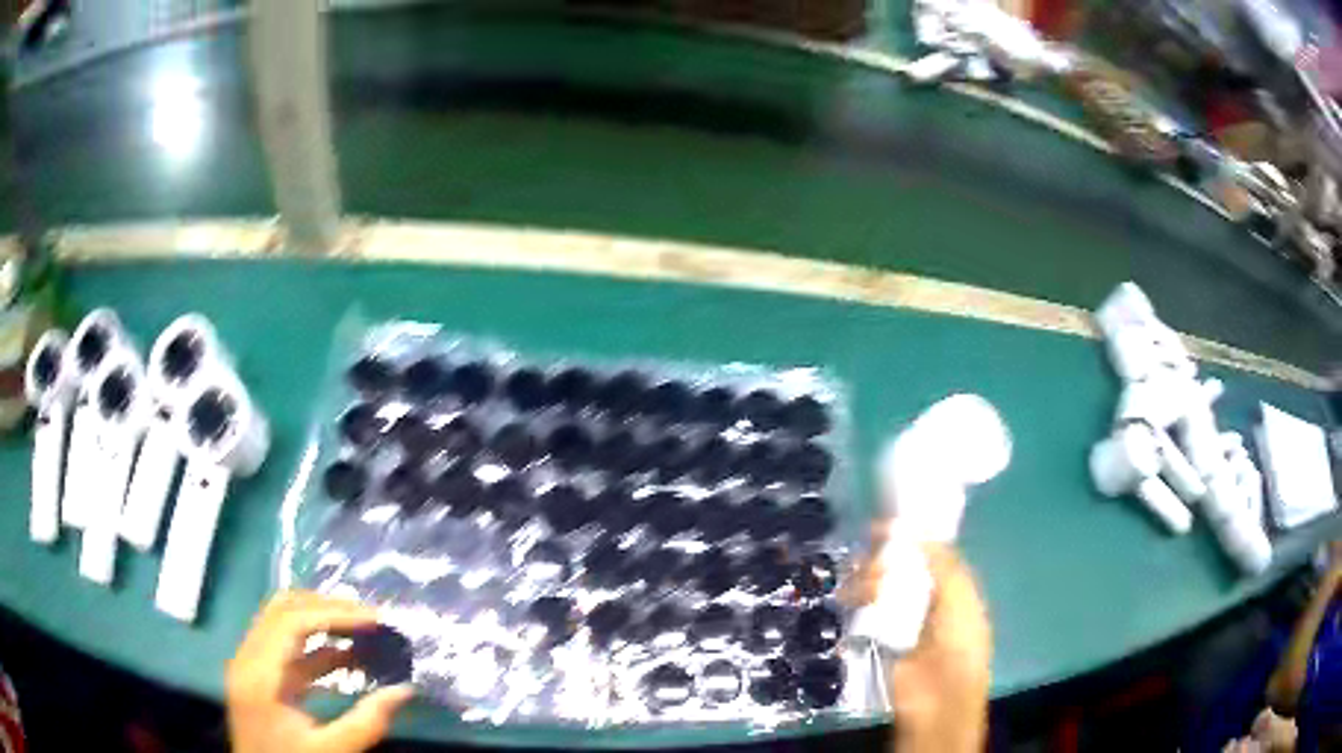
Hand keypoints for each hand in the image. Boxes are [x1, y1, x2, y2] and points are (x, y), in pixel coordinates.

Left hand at [227, 591, 413, 752]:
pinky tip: (347, 655)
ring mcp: (251, 664)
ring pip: (282, 620)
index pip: (292, 621)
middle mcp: (249, 657)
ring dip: (321, 619)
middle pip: (283, 610)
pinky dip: (316, 642)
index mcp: (259, 674)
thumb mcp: (331, 751)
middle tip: (370, 617)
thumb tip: (404, 690)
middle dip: (328, 608)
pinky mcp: (260, 675)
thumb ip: (366, 723)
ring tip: (361, 628)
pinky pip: (286, 645)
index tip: (375, 620)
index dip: (334, 614)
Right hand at [845, 524, 991, 752]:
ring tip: (858, 583)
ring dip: (867, 579)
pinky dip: (855, 601)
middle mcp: (927, 601)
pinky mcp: (877, 639)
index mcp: (952, 590)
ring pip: (880, 588)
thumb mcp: (961, 598)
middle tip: (868, 554)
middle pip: (901, 569)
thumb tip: (919, 533)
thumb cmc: (958, 644)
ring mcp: (901, 621)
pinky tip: (848, 597)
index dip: (910, 538)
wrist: (935, 698)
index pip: (929, 556)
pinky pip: (865, 613)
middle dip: (884, 558)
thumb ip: (944, 564)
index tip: (884, 526)